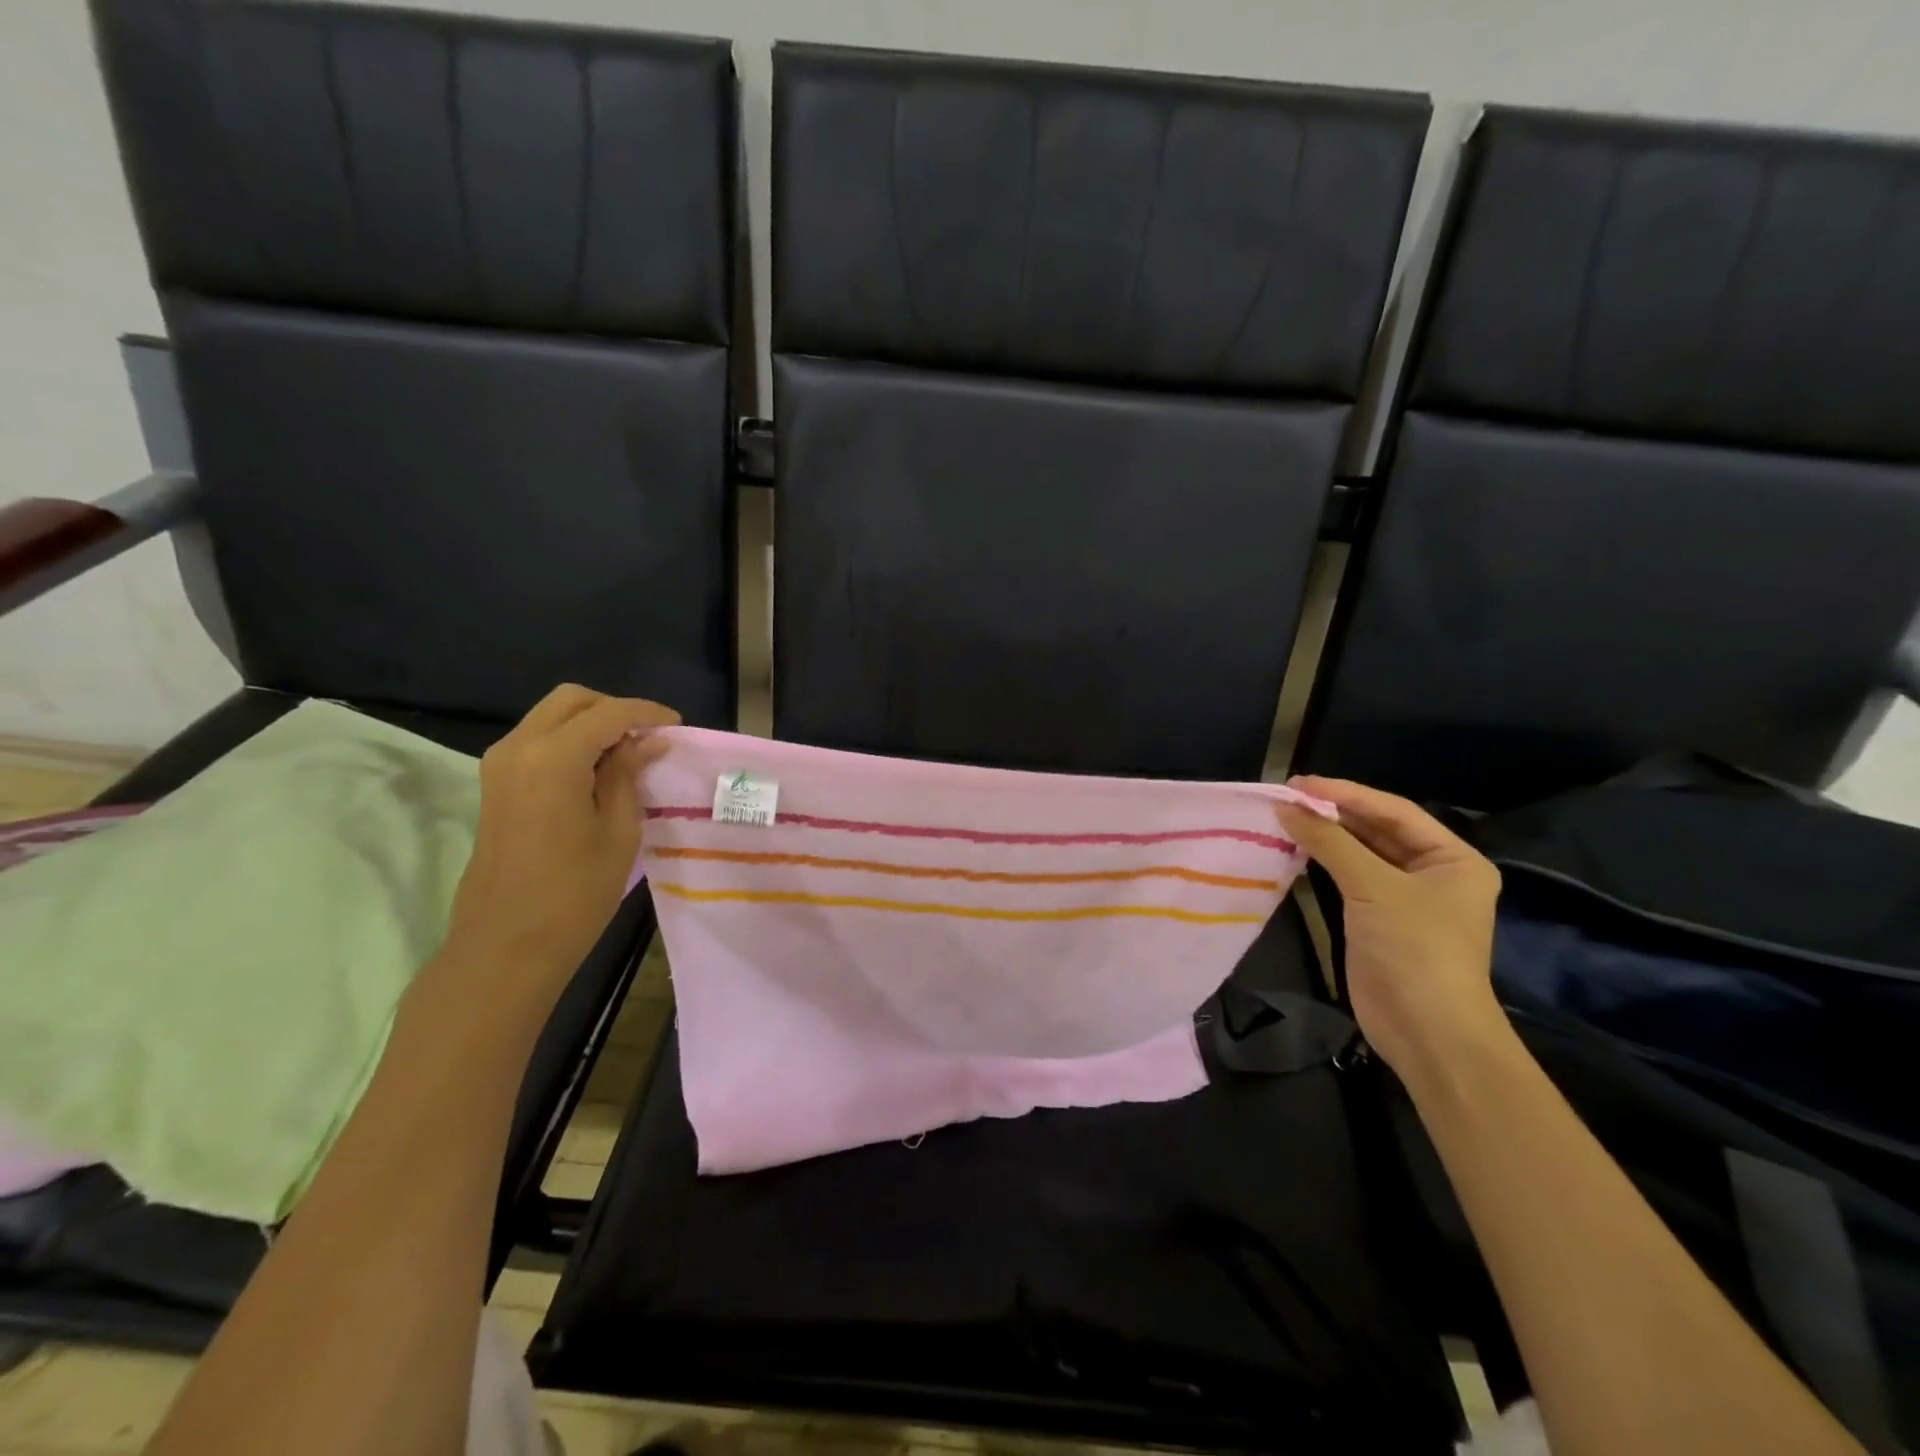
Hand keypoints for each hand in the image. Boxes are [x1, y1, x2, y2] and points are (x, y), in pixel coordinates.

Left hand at [441, 684, 678, 993]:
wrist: (506, 945)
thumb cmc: (574, 892)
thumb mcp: (618, 830)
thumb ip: (629, 774)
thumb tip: (648, 741)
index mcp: (553, 757)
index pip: (608, 713)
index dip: (647, 713)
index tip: (677, 727)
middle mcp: (519, 748)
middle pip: (570, 700)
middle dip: (614, 709)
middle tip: (649, 737)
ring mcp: (500, 765)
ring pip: (550, 717)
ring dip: (591, 723)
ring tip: (628, 754)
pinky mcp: (495, 785)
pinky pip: (537, 741)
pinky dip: (570, 740)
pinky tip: (598, 770)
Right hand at [1274, 777, 1506, 1087]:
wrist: (1426, 1031)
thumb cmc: (1414, 949)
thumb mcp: (1373, 887)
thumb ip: (1329, 842)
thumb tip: (1285, 807)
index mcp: (1453, 858)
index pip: (1394, 811)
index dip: (1346, 793)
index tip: (1299, 782)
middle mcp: (1434, 872)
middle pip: (1378, 830)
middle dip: (1334, 813)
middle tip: (1287, 796)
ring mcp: (1406, 898)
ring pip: (1361, 854)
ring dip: (1326, 837)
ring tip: (1285, 816)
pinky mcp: (1380, 920)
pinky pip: (1349, 879)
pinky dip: (1324, 863)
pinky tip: (1296, 849)